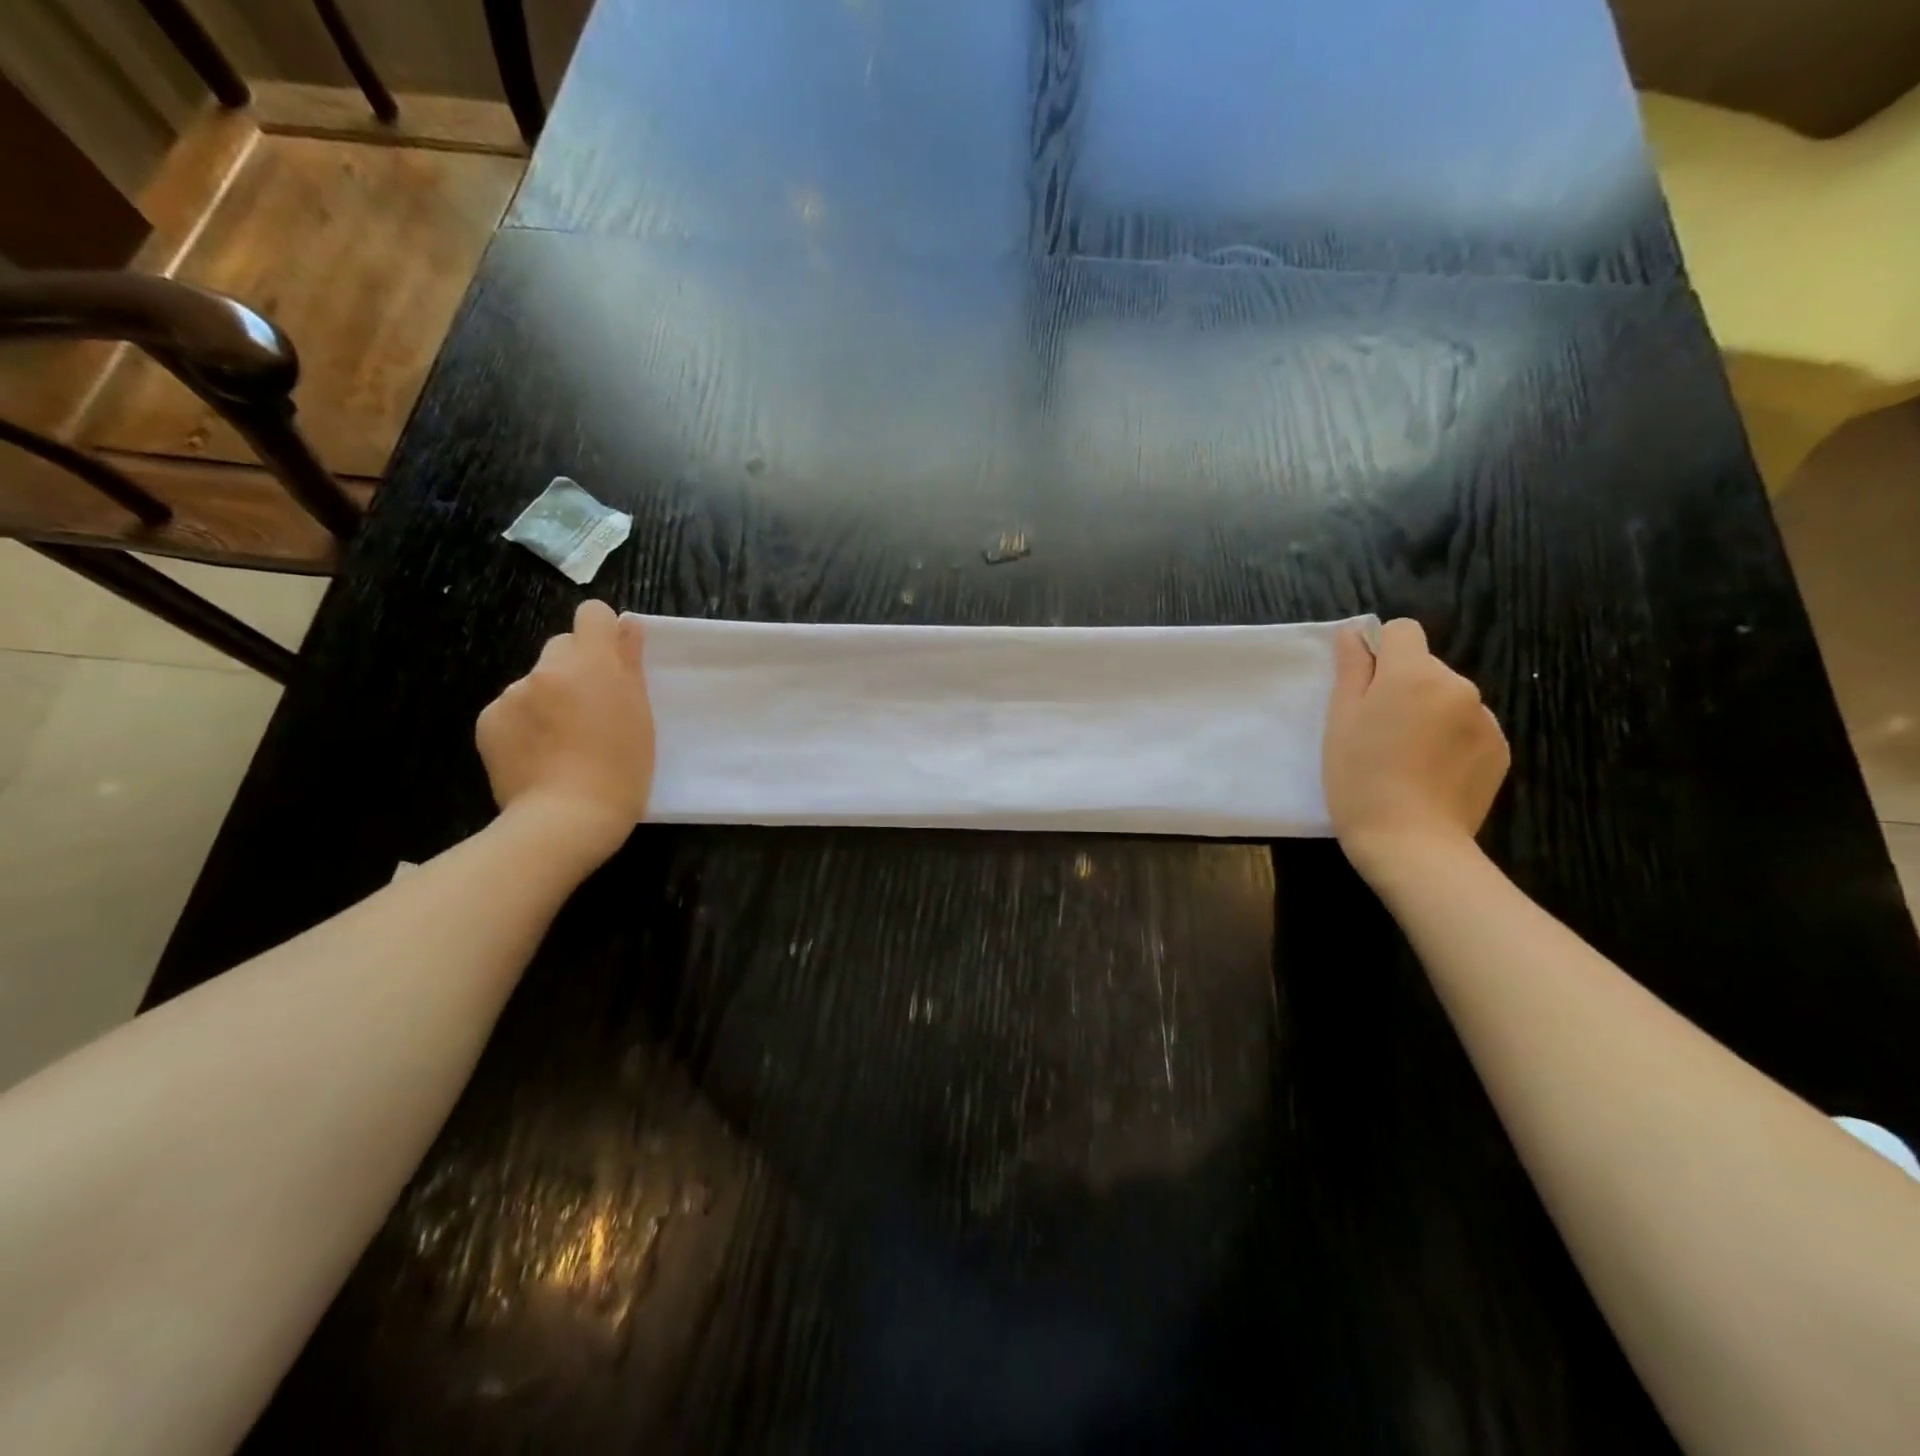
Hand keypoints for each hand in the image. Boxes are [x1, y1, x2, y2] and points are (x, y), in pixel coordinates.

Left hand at [476, 600, 654, 867]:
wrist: (566, 819)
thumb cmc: (621, 770)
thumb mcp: (640, 716)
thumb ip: (629, 664)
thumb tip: (626, 625)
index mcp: (591, 663)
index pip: (591, 614)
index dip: (603, 632)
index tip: (612, 661)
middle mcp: (546, 669)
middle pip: (562, 648)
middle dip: (576, 669)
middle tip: (591, 711)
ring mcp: (512, 694)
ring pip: (536, 682)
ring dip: (549, 699)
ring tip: (563, 743)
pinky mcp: (488, 720)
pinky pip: (511, 709)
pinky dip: (524, 724)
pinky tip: (537, 755)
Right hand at [1323, 618, 1509, 881]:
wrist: (1411, 842)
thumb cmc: (1360, 777)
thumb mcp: (1341, 720)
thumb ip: (1352, 669)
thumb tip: (1354, 633)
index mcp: (1414, 674)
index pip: (1403, 630)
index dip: (1381, 650)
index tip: (1365, 686)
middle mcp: (1458, 685)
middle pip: (1426, 668)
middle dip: (1404, 688)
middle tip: (1377, 733)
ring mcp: (1485, 719)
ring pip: (1448, 699)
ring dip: (1429, 714)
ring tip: (1406, 758)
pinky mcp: (1500, 750)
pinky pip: (1468, 729)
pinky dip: (1450, 741)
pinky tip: (1431, 774)